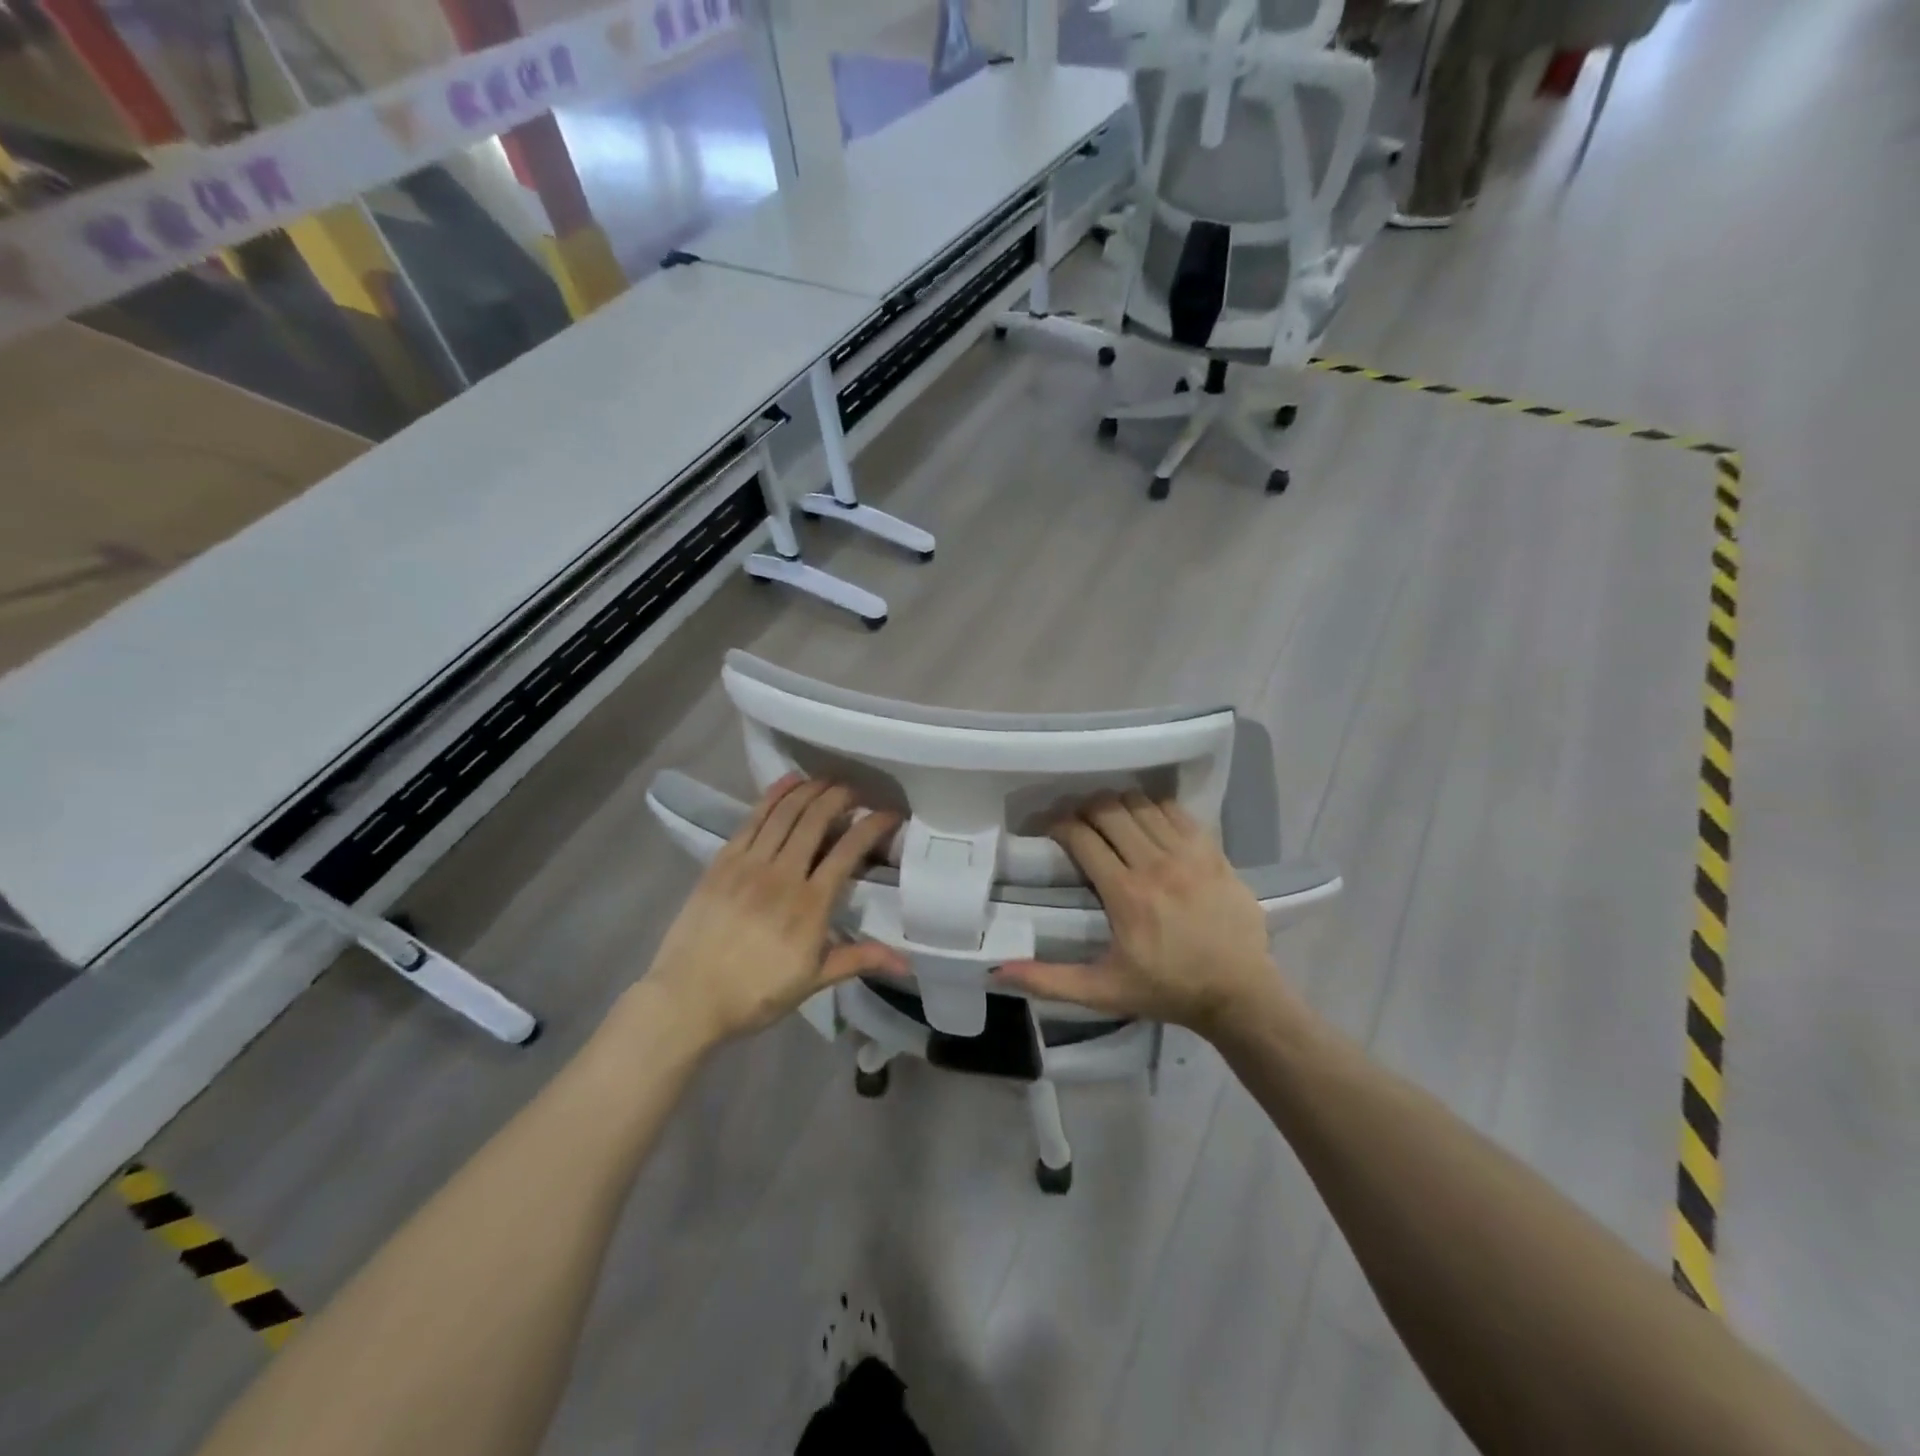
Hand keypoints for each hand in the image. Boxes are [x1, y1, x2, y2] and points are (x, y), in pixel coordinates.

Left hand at [645, 776, 903, 1046]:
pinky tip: (789, 781)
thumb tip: (908, 964)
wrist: (687, 999)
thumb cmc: (756, 994)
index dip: (873, 825)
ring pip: (785, 813)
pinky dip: (773, 795)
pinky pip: (752, 819)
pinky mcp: (722, 861)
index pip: (848, 851)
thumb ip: (860, 959)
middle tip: (858, 790)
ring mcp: (749, 864)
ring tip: (829, 780)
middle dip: (842, 797)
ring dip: (811, 790)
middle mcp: (782, 875)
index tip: (890, 814)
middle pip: (816, 820)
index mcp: (810, 905)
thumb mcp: (813, 981)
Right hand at [994, 791, 1296, 1037]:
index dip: (1059, 825)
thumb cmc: (1166, 990)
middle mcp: (1156, 864)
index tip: (1049, 829)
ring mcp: (1189, 854)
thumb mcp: (1103, 991)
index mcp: (1126, 895)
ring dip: (1118, 807)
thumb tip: (996, 971)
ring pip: (1141, 804)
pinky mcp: (1213, 851)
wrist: (1240, 993)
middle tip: (1076, 823)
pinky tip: (1147, 824)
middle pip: (1109, 810)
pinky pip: (1175, 811)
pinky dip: (1154, 809)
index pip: (1082, 836)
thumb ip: (1049, 980)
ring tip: (1109, 821)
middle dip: (1085, 809)